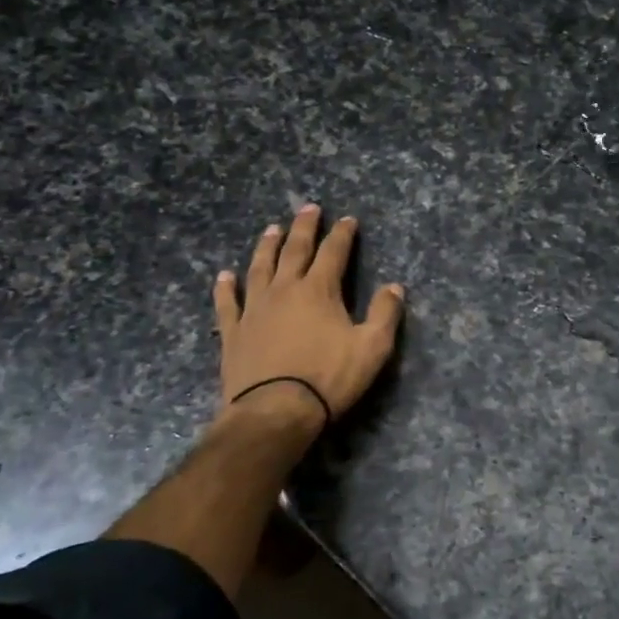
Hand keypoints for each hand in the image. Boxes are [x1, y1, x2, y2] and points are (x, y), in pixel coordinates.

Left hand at [214, 204, 404, 425]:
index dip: (342, 234)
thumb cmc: (328, 378)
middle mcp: (284, 289)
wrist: (275, 410)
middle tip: (309, 208)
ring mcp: (254, 309)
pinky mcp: (233, 332)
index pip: (333, 253)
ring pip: (259, 268)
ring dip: (267, 246)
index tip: (348, 219)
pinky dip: (225, 287)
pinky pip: (227, 303)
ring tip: (271, 229)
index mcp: (319, 290)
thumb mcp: (372, 347)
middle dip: (304, 227)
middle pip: (294, 250)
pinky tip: (224, 276)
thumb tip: (394, 287)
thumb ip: (385, 314)